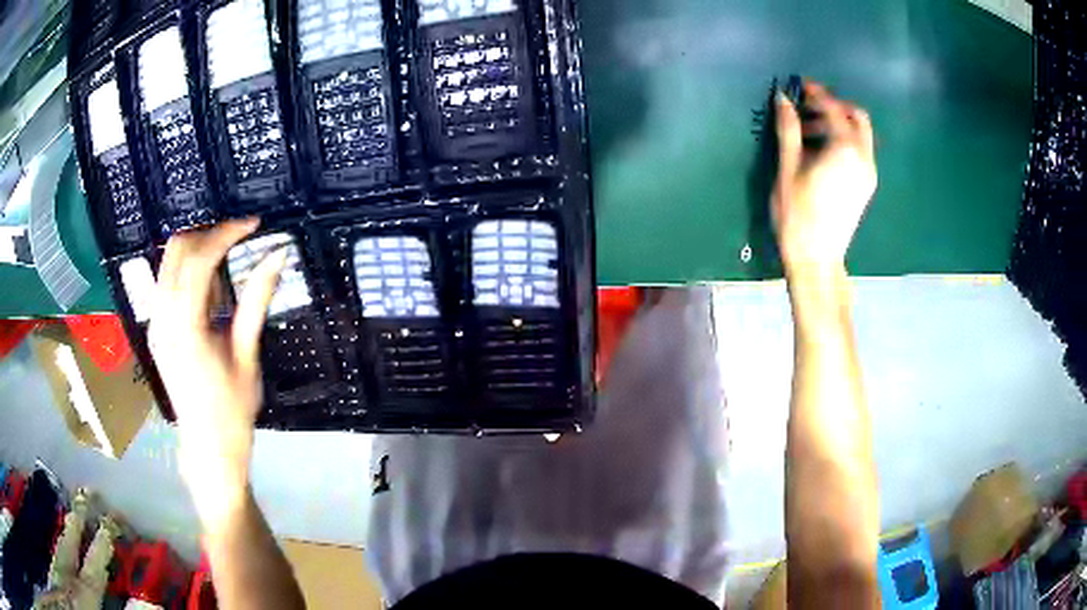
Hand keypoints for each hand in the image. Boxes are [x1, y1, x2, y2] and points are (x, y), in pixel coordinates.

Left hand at [148, 218, 285, 533]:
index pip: (199, 260)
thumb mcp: (247, 355)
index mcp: (184, 327)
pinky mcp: (156, 329)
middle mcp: (162, 318)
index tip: (253, 224)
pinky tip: (209, 284)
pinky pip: (166, 282)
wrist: (208, 447)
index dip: (226, 234)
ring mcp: (155, 323)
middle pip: (176, 251)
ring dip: (196, 249)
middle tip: (238, 237)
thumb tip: (277, 256)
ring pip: (168, 263)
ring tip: (226, 256)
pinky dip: (187, 269)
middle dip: (207, 234)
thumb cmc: (232, 409)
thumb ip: (256, 301)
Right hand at [772, 81, 876, 281]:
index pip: (834, 109)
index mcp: (845, 150)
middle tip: (809, 107)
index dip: (817, 93)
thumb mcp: (788, 168)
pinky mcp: (866, 185)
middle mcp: (863, 157)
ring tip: (809, 131)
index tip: (800, 85)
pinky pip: (860, 150)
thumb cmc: (798, 214)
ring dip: (839, 123)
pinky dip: (845, 140)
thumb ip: (789, 129)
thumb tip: (783, 98)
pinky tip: (823, 150)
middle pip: (857, 117)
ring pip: (861, 134)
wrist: (817, 258)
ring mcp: (868, 173)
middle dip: (834, 106)